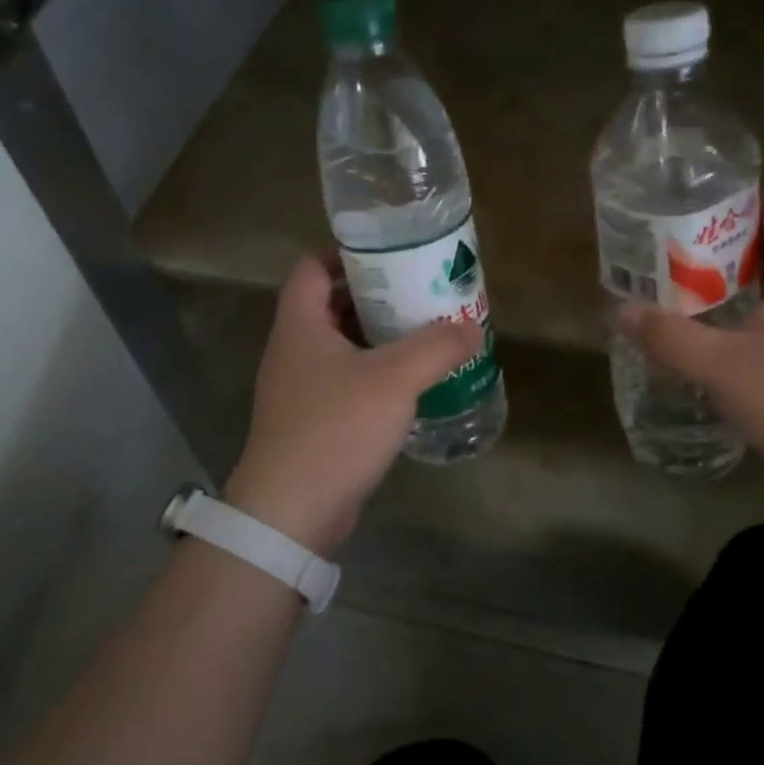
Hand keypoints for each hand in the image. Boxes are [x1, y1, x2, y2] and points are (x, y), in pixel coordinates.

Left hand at [224, 255, 481, 556]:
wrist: (291, 511)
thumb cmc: (336, 428)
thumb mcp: (395, 379)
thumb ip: (437, 347)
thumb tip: (472, 329)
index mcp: (300, 325)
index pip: (312, 267)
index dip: (346, 253)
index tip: (390, 254)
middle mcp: (293, 351)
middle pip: (331, 305)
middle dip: (375, 295)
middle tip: (420, 292)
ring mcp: (300, 389)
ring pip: (341, 346)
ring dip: (379, 337)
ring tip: (424, 333)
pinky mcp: (312, 421)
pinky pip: (346, 382)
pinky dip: (375, 374)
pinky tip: (410, 384)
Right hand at [622, 191, 763, 496]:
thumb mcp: (724, 370)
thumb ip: (671, 338)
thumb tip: (622, 312)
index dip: (735, 198)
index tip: (686, 206)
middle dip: (720, 239)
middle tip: (669, 247)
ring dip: (731, 276)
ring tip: (681, 282)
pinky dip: (746, 304)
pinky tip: (714, 327)